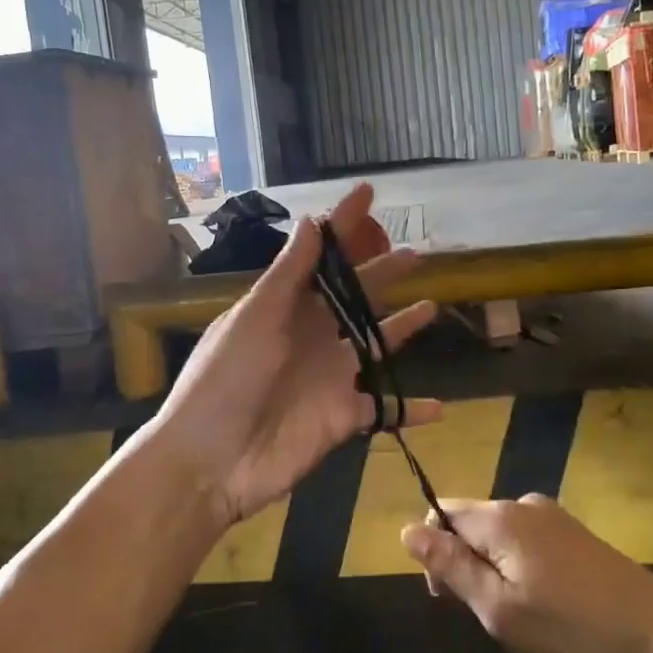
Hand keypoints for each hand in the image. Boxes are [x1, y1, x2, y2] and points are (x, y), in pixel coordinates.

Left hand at [153, 183, 441, 526]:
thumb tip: (312, 220)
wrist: (212, 460)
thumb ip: (289, 274)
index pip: (322, 255)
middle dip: (383, 273)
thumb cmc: (227, 379)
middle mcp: (313, 335)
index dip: (343, 224)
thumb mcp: (255, 318)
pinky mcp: (343, 417)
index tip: (368, 192)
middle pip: (356, 297)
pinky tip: (440, 406)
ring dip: (403, 329)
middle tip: (416, 252)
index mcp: (287, 307)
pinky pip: (385, 409)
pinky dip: (410, 408)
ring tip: (433, 306)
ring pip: (377, 346)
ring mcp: (331, 377)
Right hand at [402, 495, 652, 652]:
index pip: (440, 512)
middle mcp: (523, 504)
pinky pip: (526, 541)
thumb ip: (451, 566)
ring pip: (498, 535)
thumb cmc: (573, 630)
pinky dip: (520, 568)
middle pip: (469, 522)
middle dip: (464, 563)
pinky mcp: (576, 533)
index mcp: (500, 517)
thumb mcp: (500, 610)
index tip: (450, 600)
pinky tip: (546, 605)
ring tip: (520, 617)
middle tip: (489, 617)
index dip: (433, 553)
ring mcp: (554, 516)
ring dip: (493, 569)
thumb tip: (407, 529)